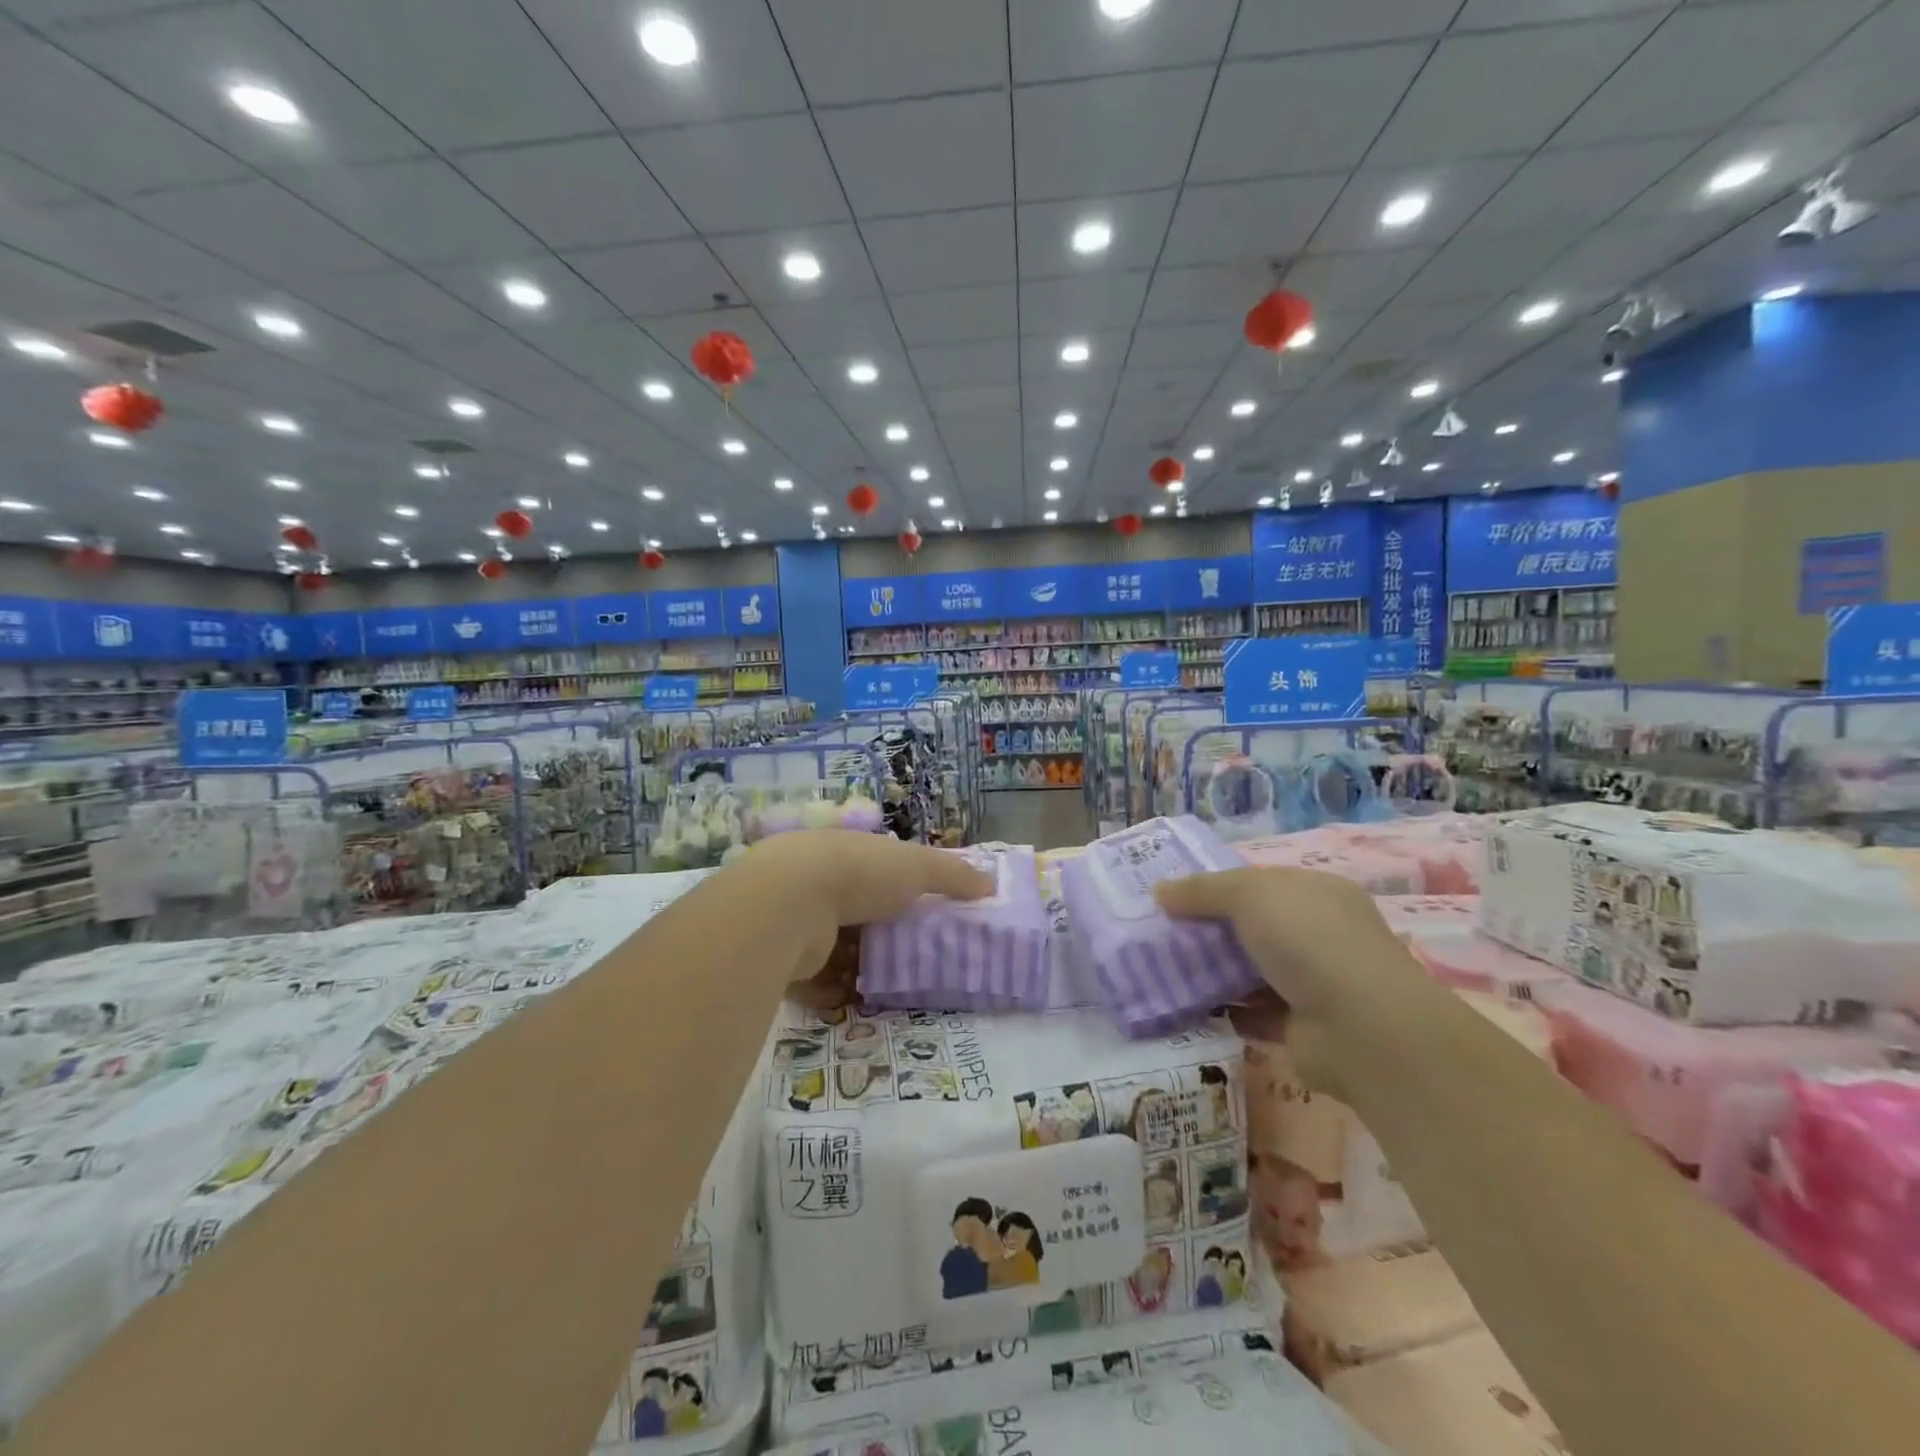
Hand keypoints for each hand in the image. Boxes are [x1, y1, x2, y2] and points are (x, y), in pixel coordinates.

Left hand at [733, 833, 993, 1003]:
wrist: (790, 903)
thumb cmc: (860, 874)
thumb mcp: (918, 866)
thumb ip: (955, 875)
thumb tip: (991, 885)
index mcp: (850, 854)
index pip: (880, 872)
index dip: (902, 891)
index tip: (927, 917)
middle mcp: (821, 882)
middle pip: (859, 914)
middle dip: (883, 936)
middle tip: (915, 961)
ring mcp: (800, 920)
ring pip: (838, 948)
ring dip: (861, 967)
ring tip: (893, 989)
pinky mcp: (787, 957)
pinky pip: (817, 980)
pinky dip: (836, 992)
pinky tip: (858, 1004)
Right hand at [1155, 867, 1439, 1096]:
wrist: (1360, 1028)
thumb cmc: (1308, 940)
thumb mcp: (1248, 895)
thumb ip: (1202, 891)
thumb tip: (1159, 891)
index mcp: (1318, 894)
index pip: (1261, 883)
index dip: (1219, 887)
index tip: (1176, 897)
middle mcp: (1321, 935)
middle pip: (1254, 927)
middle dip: (1211, 930)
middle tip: (1162, 933)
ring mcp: (1315, 983)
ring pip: (1252, 971)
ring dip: (1216, 972)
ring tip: (1166, 970)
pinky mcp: (1303, 1028)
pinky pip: (1255, 1013)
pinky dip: (1228, 1011)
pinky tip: (1191, 1006)